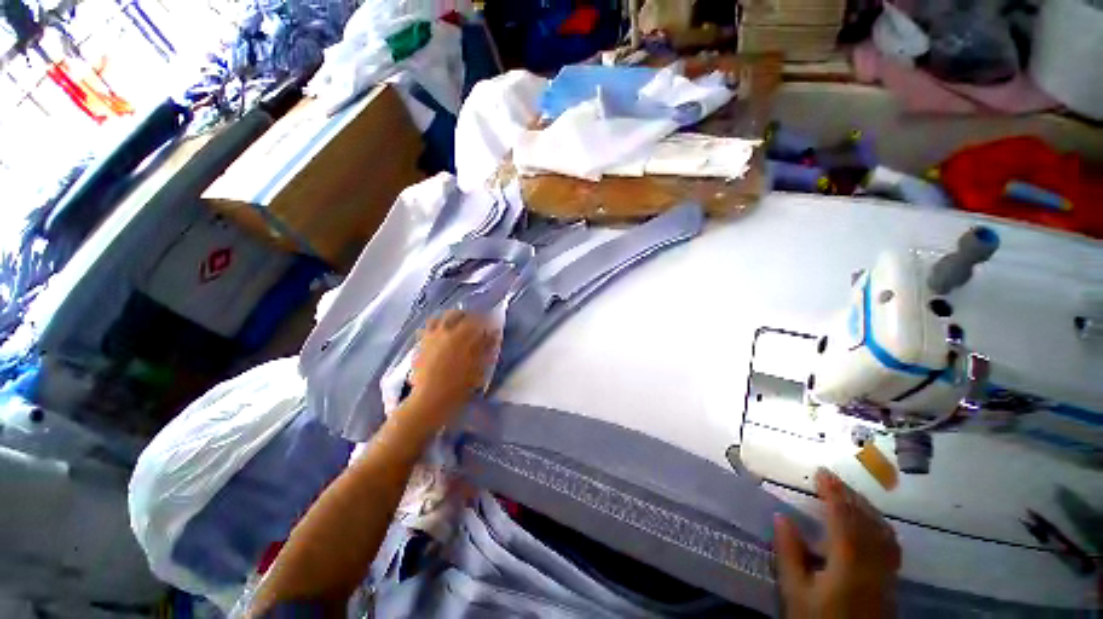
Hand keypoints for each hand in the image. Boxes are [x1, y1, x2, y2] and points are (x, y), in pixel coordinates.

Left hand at [408, 310, 497, 426]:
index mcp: (461, 334)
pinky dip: (434, 328)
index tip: (490, 325)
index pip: (476, 318)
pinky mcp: (419, 345)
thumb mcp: (479, 366)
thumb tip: (494, 332)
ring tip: (455, 328)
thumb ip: (487, 346)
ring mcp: (429, 337)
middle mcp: (444, 330)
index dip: (485, 319)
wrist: (431, 399)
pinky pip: (426, 329)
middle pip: (456, 313)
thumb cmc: (460, 384)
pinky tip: (439, 337)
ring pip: (438, 318)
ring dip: (448, 319)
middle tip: (474, 325)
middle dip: (466, 316)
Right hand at [774, 468, 901, 618]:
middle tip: (831, 478)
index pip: (843, 516)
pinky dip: (879, 524)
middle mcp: (873, 561)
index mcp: (848, 561)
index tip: (821, 472)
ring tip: (848, 494)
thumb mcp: (796, 592)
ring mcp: (887, 571)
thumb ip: (790, 554)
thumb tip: (781, 516)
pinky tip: (872, 523)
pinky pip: (890, 543)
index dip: (833, 492)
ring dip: (865, 507)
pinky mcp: (892, 580)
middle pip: (866, 520)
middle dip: (849, 495)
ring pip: (882, 530)